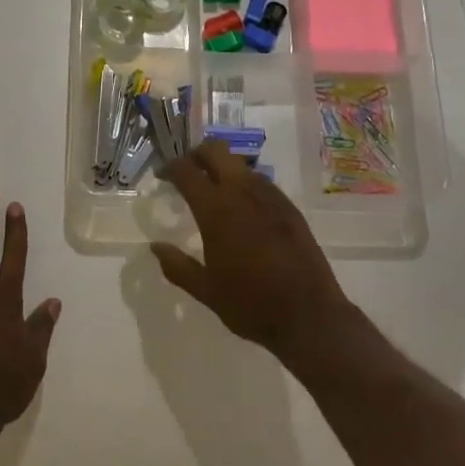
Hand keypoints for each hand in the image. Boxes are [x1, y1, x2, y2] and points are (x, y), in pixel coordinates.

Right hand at [152, 141, 357, 359]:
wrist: (309, 315)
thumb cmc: (251, 305)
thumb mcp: (206, 291)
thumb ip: (177, 266)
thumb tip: (155, 246)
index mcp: (216, 211)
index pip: (187, 171)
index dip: (170, 167)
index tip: (162, 176)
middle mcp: (243, 193)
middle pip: (216, 151)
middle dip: (197, 154)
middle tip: (187, 172)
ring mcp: (271, 197)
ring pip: (240, 164)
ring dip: (223, 168)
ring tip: (213, 191)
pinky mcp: (290, 207)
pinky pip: (261, 182)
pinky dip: (245, 184)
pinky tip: (243, 208)